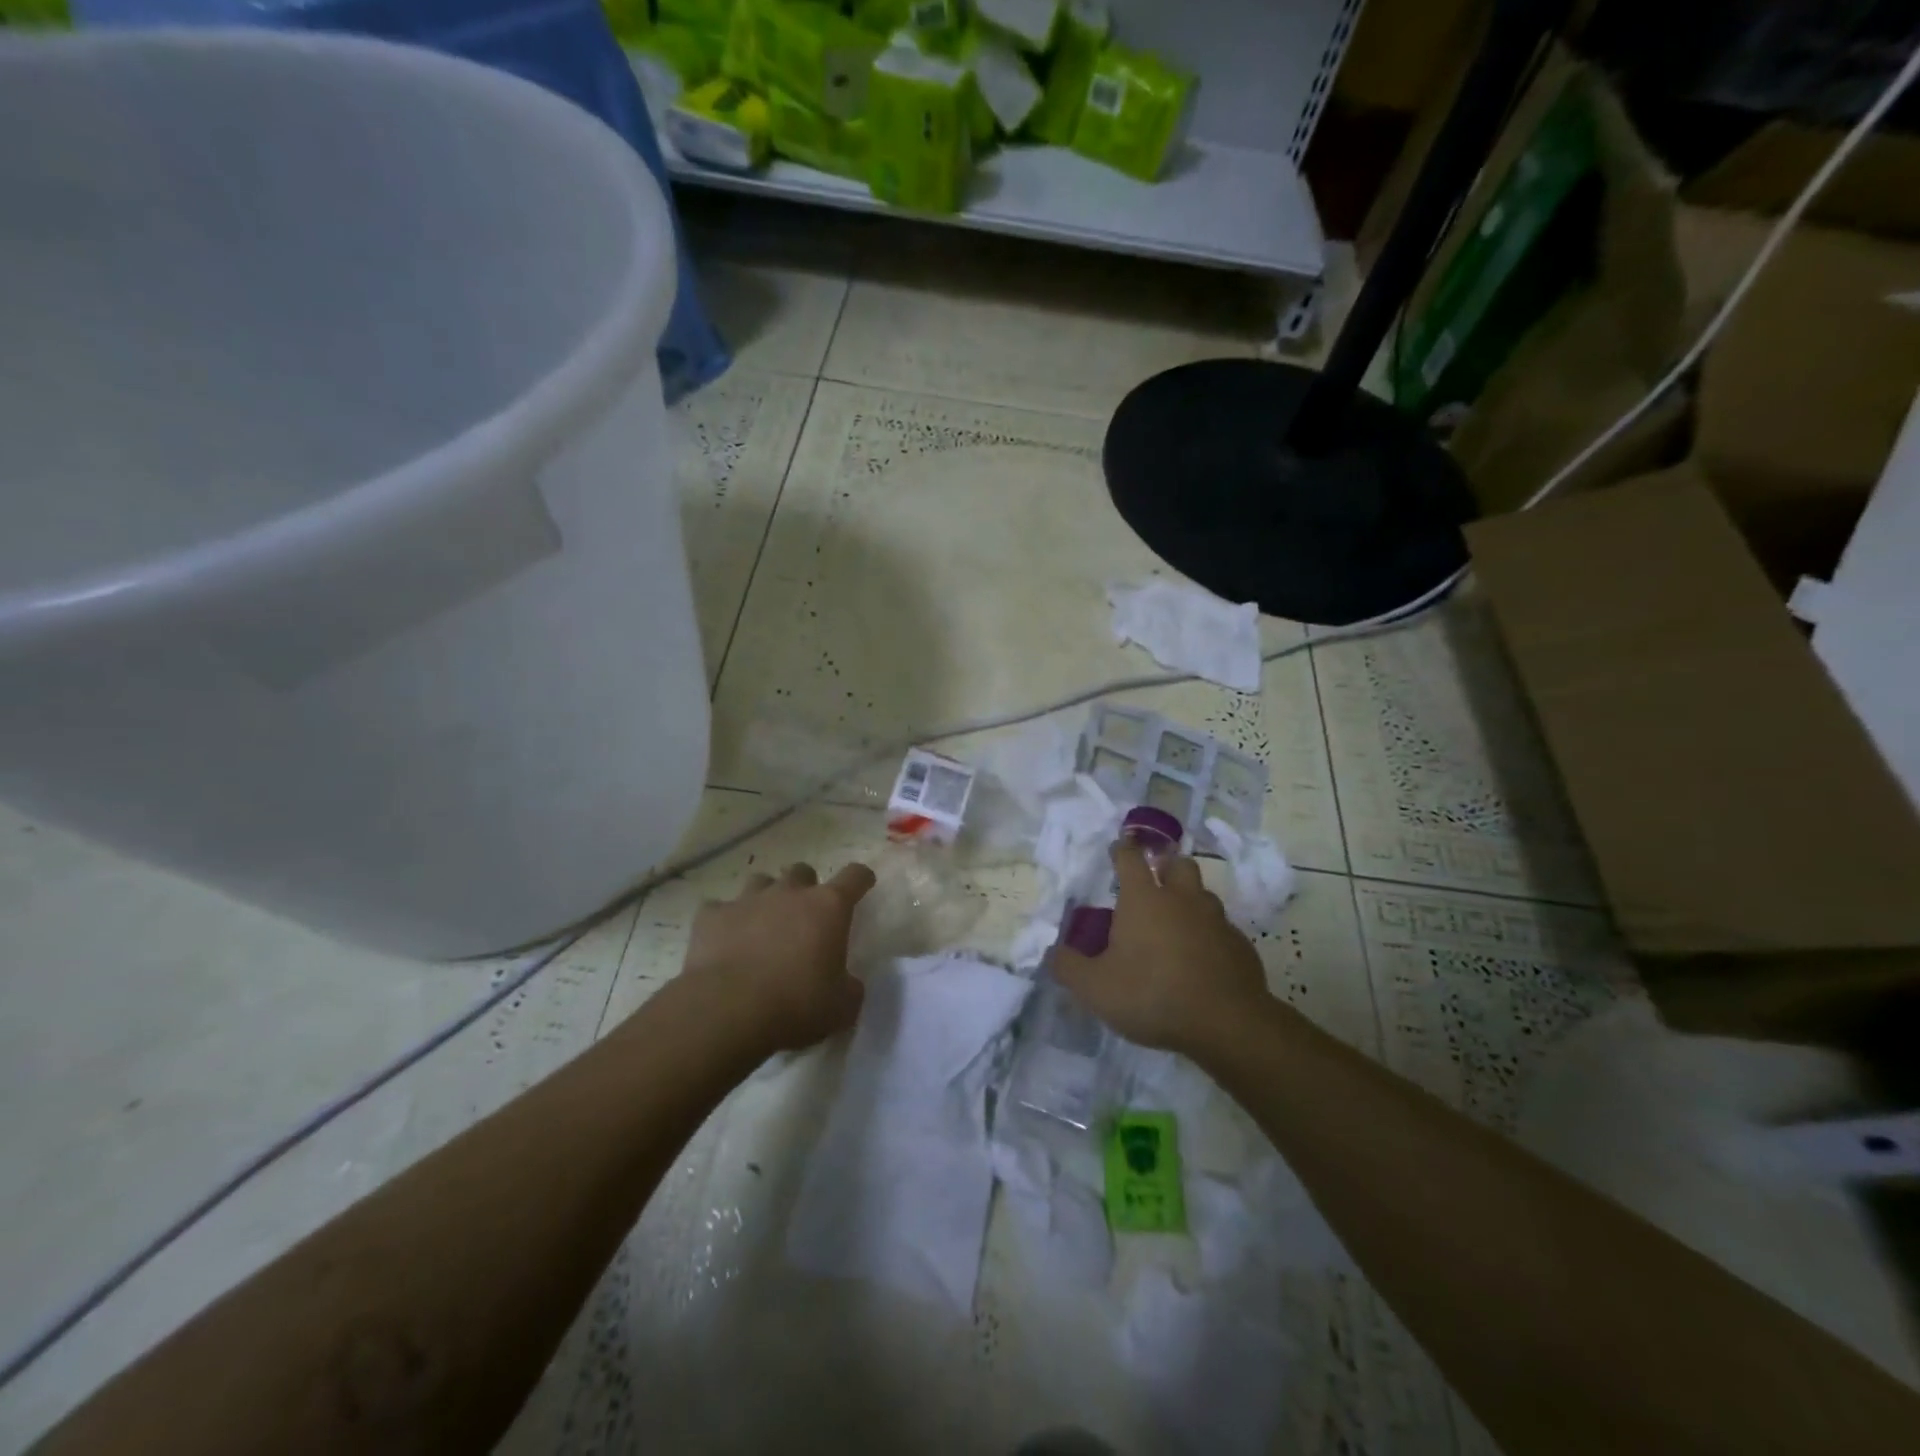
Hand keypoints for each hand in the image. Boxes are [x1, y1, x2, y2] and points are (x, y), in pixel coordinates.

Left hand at [680, 861, 876, 1054]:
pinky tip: (723, 941)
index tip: (862, 885)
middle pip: (802, 872)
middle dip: (805, 889)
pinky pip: (719, 908)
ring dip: (766, 898)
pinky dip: (724, 920)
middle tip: (803, 917)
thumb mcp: (842, 1007)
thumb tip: (847, 983)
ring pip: (761, 882)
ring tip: (763, 925)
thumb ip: (850, 987)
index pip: (855, 876)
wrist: (728, 1011)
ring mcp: (748, 900)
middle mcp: (790, 893)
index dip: (861, 879)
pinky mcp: (711, 916)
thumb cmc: (797, 1005)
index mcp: (828, 907)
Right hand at [1052, 843, 1271, 1055]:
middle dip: (1165, 865)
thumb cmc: (1152, 995)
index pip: (1130, 858)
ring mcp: (1215, 920)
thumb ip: (1068, 966)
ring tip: (1176, 921)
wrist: (1226, 1024)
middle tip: (1153, 881)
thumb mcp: (1094, 988)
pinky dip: (1209, 934)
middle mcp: (1182, 899)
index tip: (1117, 849)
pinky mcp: (1239, 945)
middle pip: (1178, 864)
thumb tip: (1052, 953)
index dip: (1121, 850)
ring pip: (1203, 894)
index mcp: (1144, 899)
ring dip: (1189, 899)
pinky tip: (1201, 957)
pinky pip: (1221, 928)